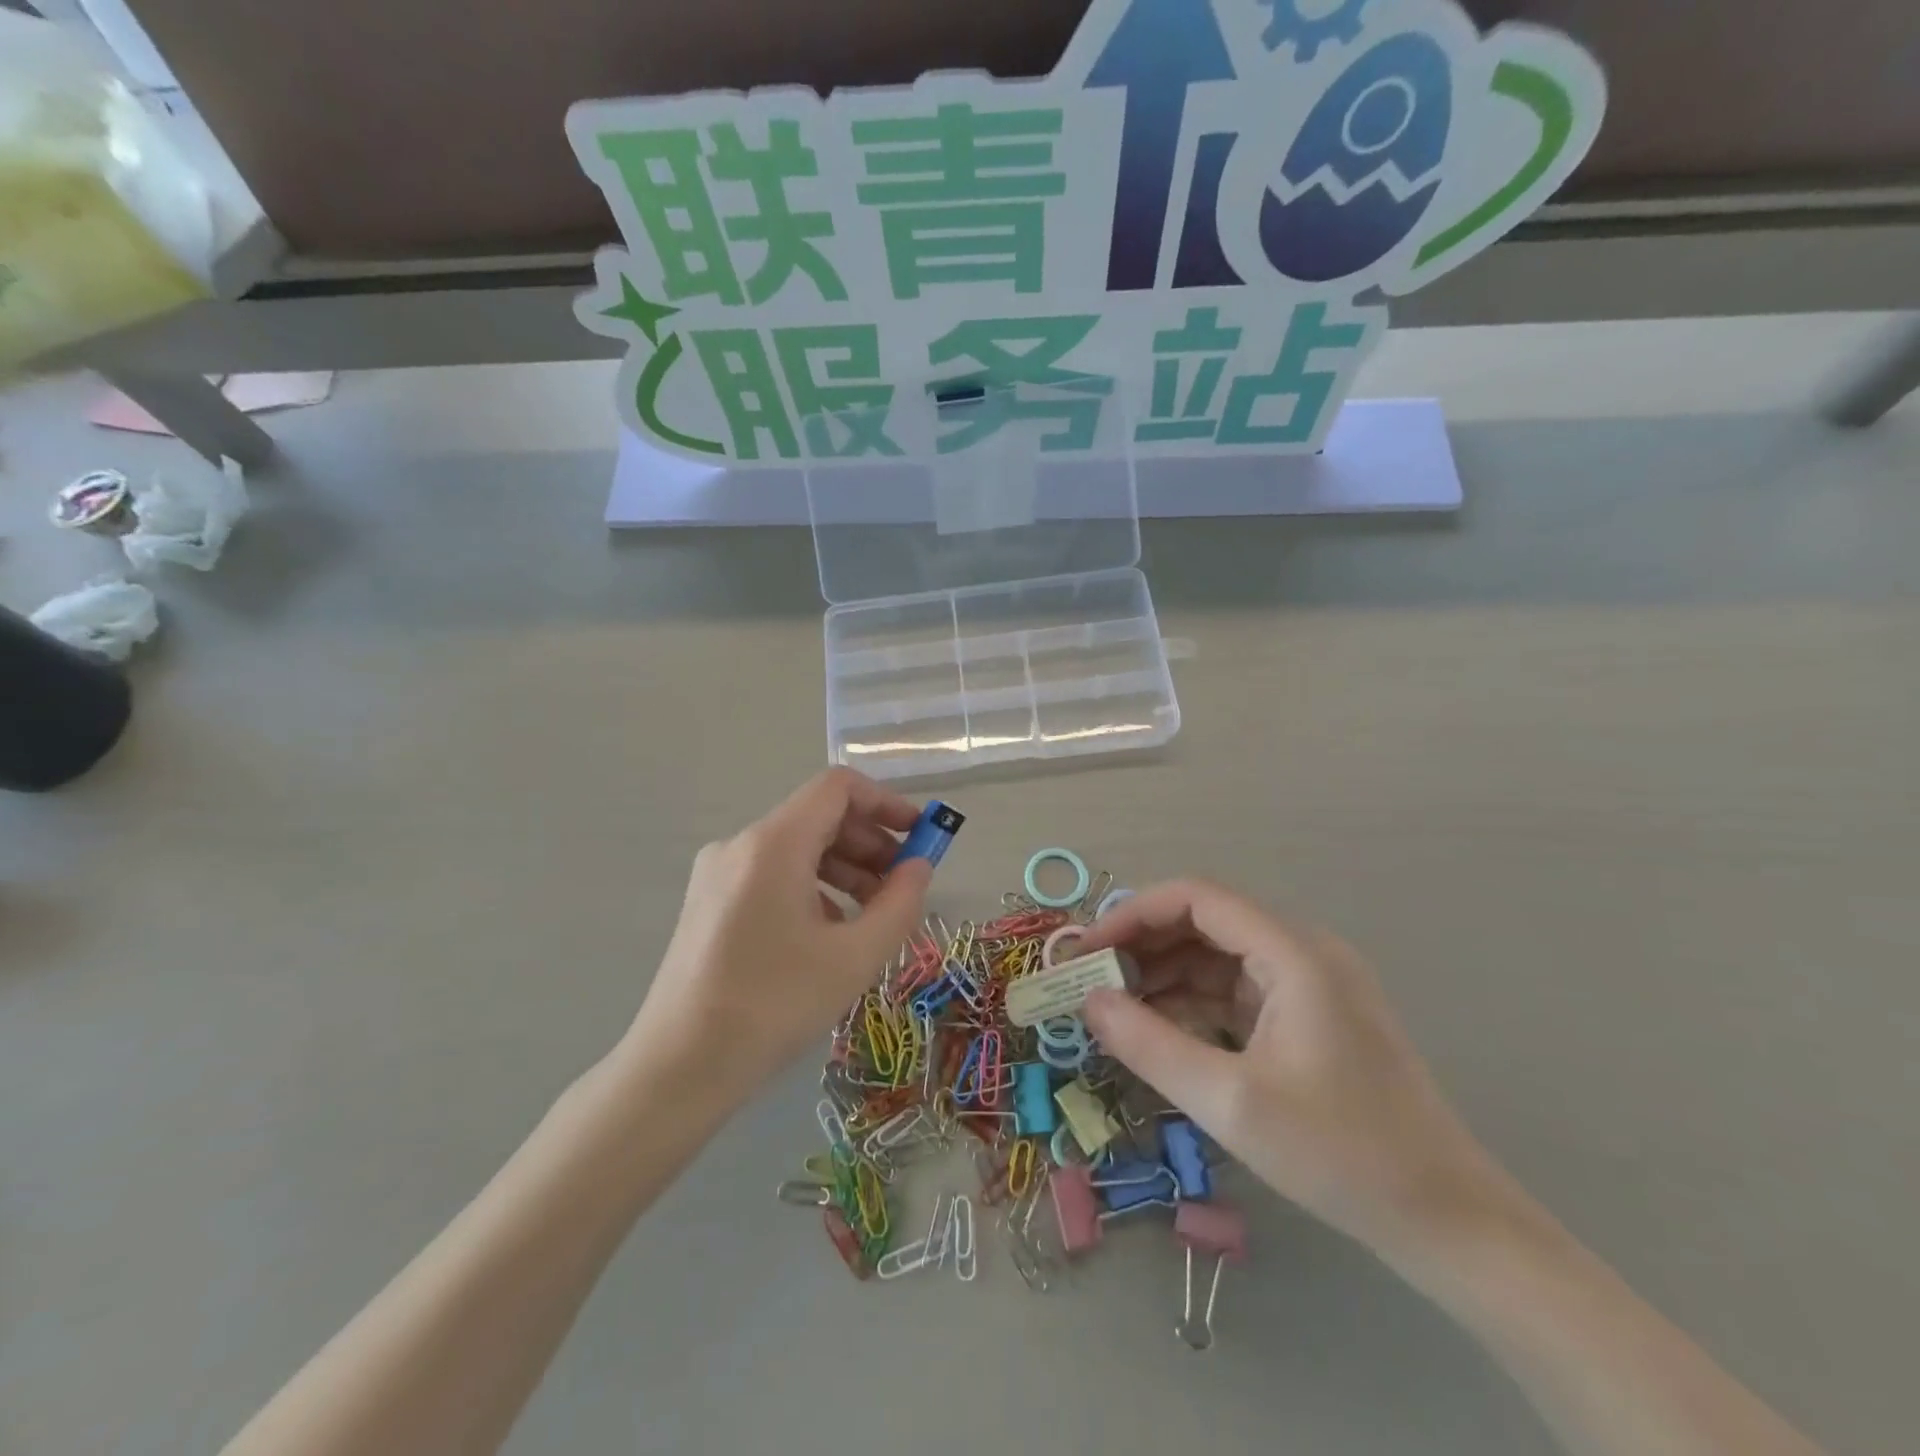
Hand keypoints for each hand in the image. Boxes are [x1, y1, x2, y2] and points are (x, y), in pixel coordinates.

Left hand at [626, 768, 932, 1087]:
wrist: (678, 1067)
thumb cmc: (774, 1006)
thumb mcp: (855, 957)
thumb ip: (900, 902)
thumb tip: (919, 867)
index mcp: (773, 844)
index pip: (837, 787)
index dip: (886, 802)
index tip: (919, 835)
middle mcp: (740, 844)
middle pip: (818, 817)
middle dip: (870, 843)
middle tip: (903, 885)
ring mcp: (718, 873)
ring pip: (796, 848)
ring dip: (844, 869)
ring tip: (873, 915)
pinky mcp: (709, 902)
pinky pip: (772, 875)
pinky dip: (812, 888)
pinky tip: (829, 933)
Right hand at [1078, 881, 1504, 1256]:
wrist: (1447, 1220)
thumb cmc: (1340, 1155)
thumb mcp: (1230, 1103)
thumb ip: (1149, 1044)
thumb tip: (1088, 1001)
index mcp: (1293, 952)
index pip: (1197, 897)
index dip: (1133, 914)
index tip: (1087, 950)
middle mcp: (1303, 951)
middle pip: (1206, 921)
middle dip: (1144, 946)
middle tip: (1092, 982)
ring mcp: (1310, 982)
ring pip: (1218, 956)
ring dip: (1165, 975)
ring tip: (1115, 1009)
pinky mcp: (1310, 1015)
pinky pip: (1237, 989)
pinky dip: (1194, 1001)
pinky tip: (1160, 1030)